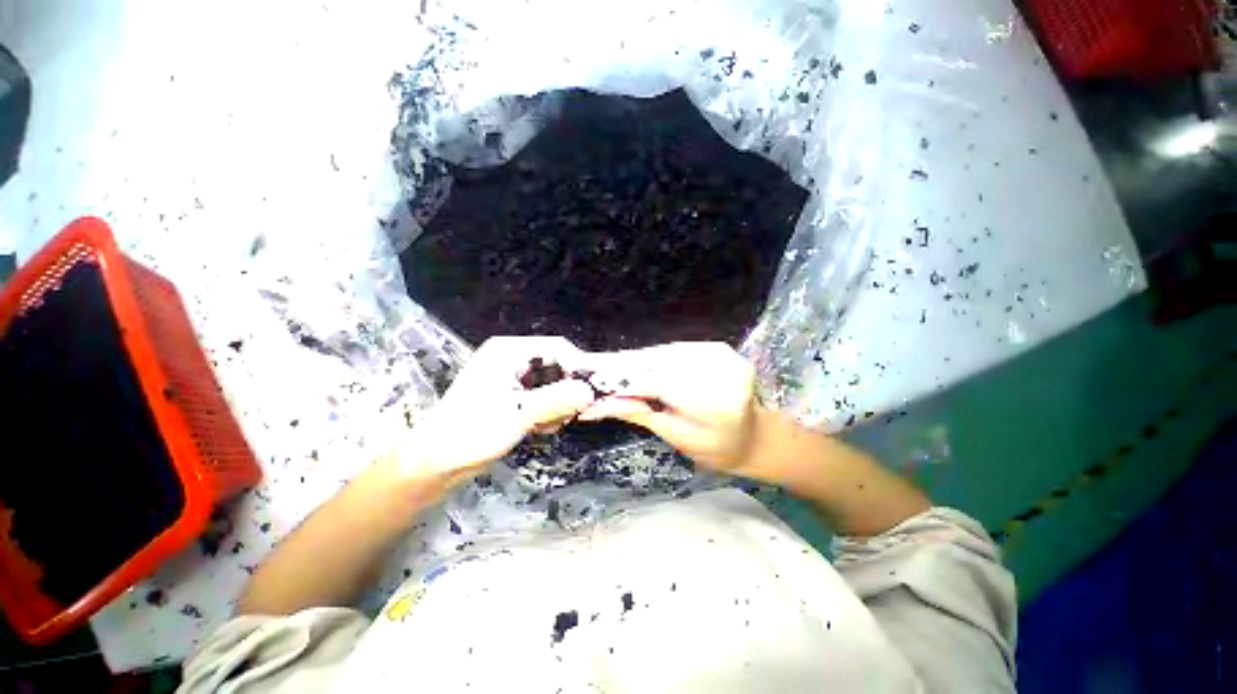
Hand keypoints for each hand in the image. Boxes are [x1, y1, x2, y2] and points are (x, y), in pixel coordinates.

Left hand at [400, 336, 594, 481]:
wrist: (436, 462)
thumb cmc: (472, 432)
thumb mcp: (518, 414)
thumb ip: (557, 399)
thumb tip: (589, 391)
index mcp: (509, 351)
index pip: (557, 348)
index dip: (577, 367)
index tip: (590, 392)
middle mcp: (511, 358)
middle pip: (556, 364)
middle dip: (566, 390)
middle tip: (569, 414)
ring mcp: (511, 376)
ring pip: (552, 382)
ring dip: (557, 403)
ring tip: (548, 425)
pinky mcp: (511, 394)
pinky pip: (542, 395)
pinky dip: (547, 410)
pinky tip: (540, 427)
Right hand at [577, 342, 760, 473]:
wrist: (754, 436)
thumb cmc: (716, 448)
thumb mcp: (676, 436)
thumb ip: (638, 413)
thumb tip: (595, 405)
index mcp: (714, 403)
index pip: (655, 382)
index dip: (619, 378)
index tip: (588, 376)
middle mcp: (720, 370)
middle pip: (656, 362)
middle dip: (620, 365)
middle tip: (586, 365)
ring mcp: (721, 354)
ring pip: (663, 352)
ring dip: (633, 359)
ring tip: (604, 365)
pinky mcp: (717, 346)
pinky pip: (674, 349)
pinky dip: (652, 357)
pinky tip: (635, 364)